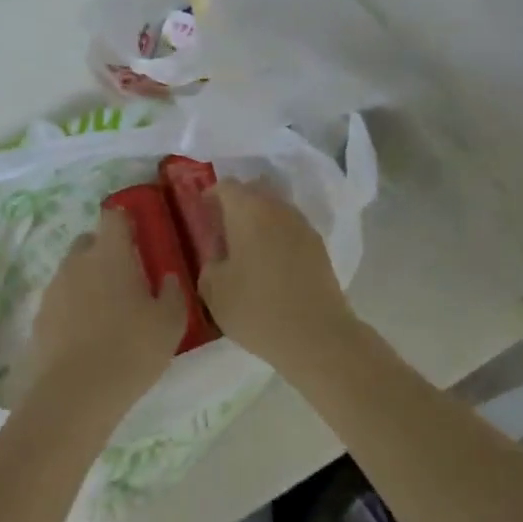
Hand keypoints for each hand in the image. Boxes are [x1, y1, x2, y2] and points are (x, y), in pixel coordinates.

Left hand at [23, 206, 186, 416]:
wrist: (75, 395)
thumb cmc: (130, 349)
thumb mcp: (169, 323)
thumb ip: (172, 292)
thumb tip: (167, 277)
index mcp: (110, 254)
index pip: (113, 216)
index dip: (125, 221)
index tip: (138, 235)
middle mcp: (77, 262)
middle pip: (89, 241)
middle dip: (104, 251)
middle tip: (126, 277)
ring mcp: (54, 289)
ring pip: (73, 272)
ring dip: (88, 281)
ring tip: (107, 311)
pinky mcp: (39, 318)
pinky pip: (60, 301)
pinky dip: (72, 309)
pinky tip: (87, 335)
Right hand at [198, 180, 354, 370]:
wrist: (317, 335)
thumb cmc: (256, 308)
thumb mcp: (213, 289)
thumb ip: (210, 263)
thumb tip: (219, 254)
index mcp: (247, 210)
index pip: (226, 186)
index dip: (211, 197)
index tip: (203, 215)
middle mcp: (277, 208)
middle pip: (254, 191)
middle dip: (237, 204)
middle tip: (223, 231)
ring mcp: (302, 225)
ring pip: (275, 209)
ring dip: (259, 221)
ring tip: (248, 250)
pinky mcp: (319, 246)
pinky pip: (290, 229)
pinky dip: (277, 237)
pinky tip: (271, 264)